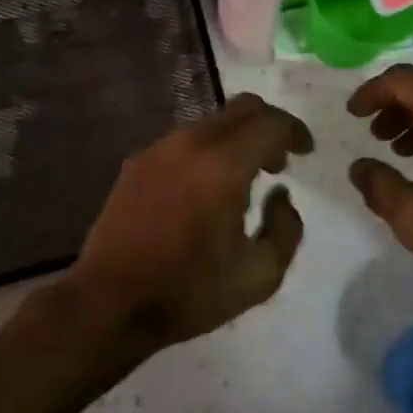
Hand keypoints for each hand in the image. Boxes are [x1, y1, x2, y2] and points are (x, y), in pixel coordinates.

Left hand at [61, 93, 312, 356]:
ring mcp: (159, 148)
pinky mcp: (137, 161)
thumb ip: (286, 230)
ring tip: (243, 179)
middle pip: (242, 108)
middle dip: (269, 126)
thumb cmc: (188, 293)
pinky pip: (185, 140)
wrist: (108, 304)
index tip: (305, 152)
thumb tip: (280, 195)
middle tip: (278, 161)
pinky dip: (208, 150)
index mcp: (223, 166)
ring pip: (212, 121)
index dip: (295, 131)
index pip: (270, 123)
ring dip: (237, 138)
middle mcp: (190, 143)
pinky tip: (205, 189)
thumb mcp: (259, 276)